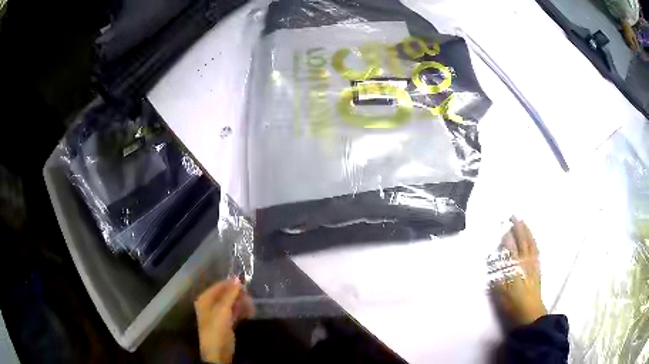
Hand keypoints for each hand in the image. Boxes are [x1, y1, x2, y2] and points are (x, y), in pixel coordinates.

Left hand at [195, 278, 254, 362]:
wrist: (217, 350)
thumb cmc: (217, 327)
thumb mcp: (223, 309)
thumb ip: (230, 293)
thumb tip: (237, 278)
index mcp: (205, 299)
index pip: (219, 286)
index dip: (231, 284)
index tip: (246, 283)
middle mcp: (210, 304)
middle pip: (225, 294)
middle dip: (238, 295)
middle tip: (250, 297)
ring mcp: (218, 314)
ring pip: (231, 303)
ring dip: (241, 303)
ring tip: (251, 306)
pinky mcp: (226, 322)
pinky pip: (234, 312)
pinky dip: (241, 311)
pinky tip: (250, 312)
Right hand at [492, 217, 546, 326]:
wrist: (530, 312)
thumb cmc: (512, 304)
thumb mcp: (500, 290)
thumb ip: (498, 272)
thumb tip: (494, 257)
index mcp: (514, 265)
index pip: (509, 246)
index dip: (506, 234)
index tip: (502, 224)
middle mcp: (525, 261)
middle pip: (521, 240)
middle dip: (517, 227)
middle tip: (514, 216)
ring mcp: (533, 263)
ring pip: (530, 243)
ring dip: (527, 231)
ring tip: (523, 222)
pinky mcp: (538, 268)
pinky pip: (536, 250)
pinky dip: (534, 241)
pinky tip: (532, 239)